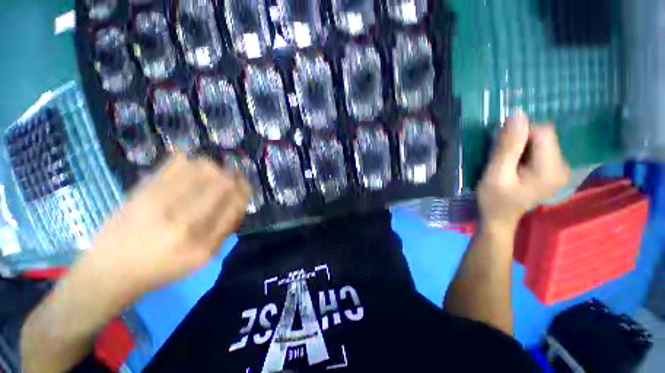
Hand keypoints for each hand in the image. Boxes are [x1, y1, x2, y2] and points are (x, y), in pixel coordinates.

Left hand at [83, 153, 249, 295]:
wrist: (111, 269)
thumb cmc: (162, 268)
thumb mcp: (202, 258)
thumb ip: (225, 230)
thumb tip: (238, 200)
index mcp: (202, 242)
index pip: (236, 203)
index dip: (244, 190)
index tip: (244, 187)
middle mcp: (184, 220)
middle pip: (223, 181)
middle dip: (234, 177)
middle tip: (232, 178)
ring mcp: (161, 202)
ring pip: (203, 168)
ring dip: (214, 168)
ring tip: (211, 175)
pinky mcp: (143, 189)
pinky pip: (176, 162)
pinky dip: (190, 161)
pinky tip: (191, 169)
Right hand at [478, 113, 570, 231]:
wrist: (499, 218)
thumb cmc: (494, 199)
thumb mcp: (496, 173)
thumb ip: (508, 146)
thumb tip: (517, 114)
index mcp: (551, 169)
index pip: (543, 132)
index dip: (520, 133)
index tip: (501, 146)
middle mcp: (563, 166)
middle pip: (544, 136)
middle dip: (520, 140)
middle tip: (500, 157)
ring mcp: (560, 169)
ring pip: (541, 141)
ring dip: (520, 146)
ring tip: (506, 162)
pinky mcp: (552, 170)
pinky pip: (540, 149)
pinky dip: (524, 152)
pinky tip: (513, 165)